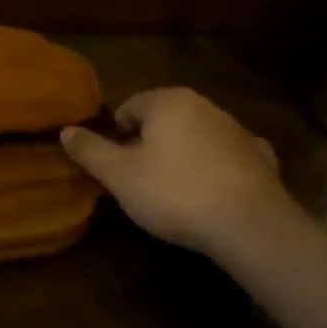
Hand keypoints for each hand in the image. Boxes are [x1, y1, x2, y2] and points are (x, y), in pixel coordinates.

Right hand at [62, 88, 292, 254]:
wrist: (250, 226)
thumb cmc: (174, 193)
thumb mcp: (118, 175)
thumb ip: (90, 150)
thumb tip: (66, 130)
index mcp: (167, 101)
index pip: (128, 107)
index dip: (117, 137)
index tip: (117, 168)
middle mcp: (203, 105)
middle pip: (163, 119)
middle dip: (149, 144)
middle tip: (141, 181)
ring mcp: (236, 130)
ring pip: (195, 136)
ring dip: (182, 155)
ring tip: (175, 192)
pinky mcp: (260, 158)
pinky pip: (227, 156)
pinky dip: (217, 168)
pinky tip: (214, 192)